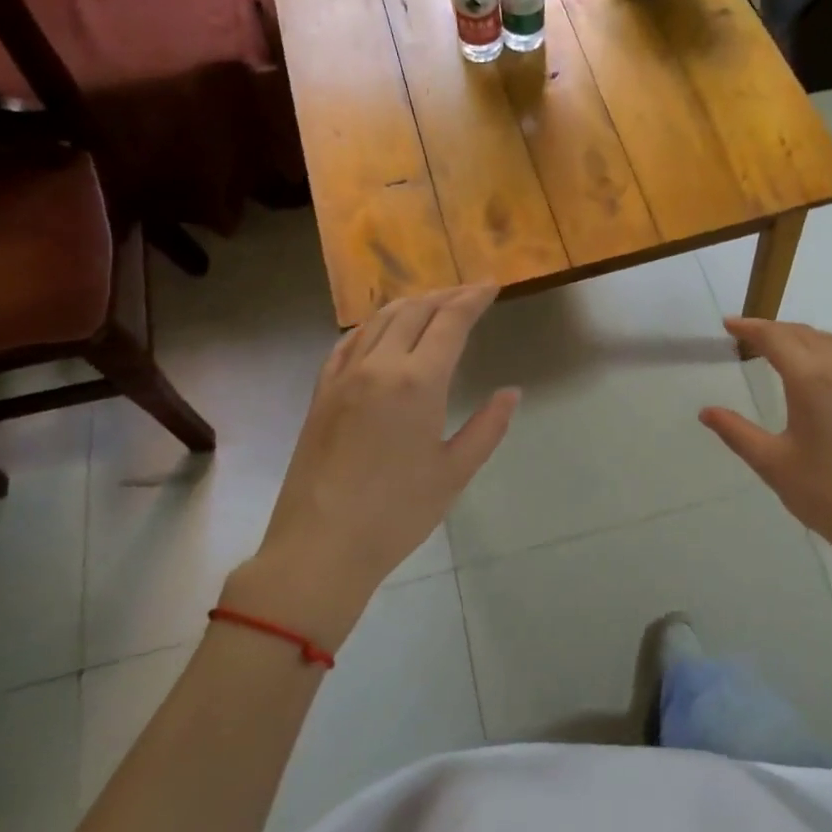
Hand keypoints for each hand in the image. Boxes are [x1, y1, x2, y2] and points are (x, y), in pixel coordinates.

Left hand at [225, 285, 518, 641]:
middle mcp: (378, 366)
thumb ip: (487, 427)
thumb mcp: (455, 473)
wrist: (320, 546)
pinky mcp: (321, 393)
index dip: (473, 299)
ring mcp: (344, 376)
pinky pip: (348, 342)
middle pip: (414, 311)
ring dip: (410, 303)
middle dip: (446, 295)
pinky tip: (380, 330)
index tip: (492, 285)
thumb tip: (510, 393)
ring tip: (432, 302)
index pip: (450, 322)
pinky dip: (372, 325)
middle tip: (469, 292)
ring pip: (379, 320)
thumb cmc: (397, 514)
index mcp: (417, 382)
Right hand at [699, 317, 831, 598]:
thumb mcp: (772, 463)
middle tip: (745, 336)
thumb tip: (707, 412)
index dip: (750, 328)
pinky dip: (819, 350)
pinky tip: (808, 374)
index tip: (727, 325)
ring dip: (799, 336)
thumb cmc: (826, 494)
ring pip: (828, 342)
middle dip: (773, 329)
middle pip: (804, 334)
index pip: (777, 339)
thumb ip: (737, 432)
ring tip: (774, 348)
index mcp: (812, 381)